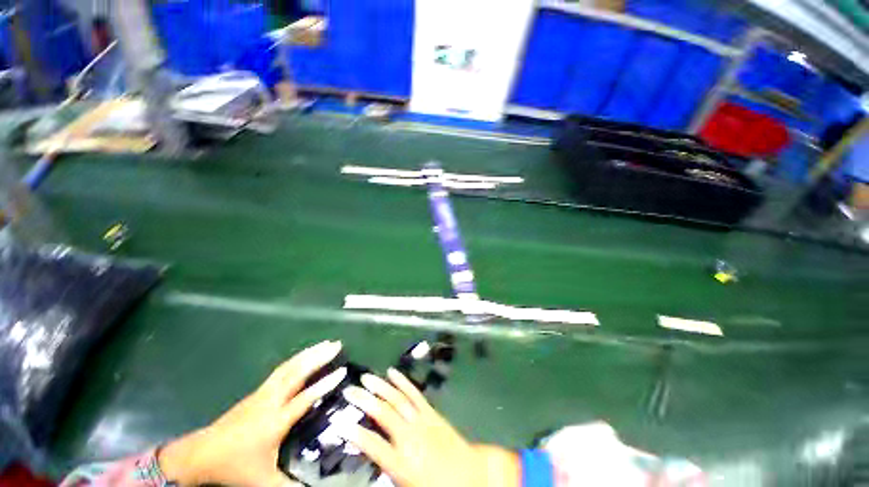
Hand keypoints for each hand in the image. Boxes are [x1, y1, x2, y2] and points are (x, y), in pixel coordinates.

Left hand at [158, 341, 346, 486]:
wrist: (201, 454)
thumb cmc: (235, 467)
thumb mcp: (263, 481)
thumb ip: (289, 485)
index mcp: (276, 421)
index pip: (305, 398)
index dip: (325, 384)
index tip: (343, 370)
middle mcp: (271, 401)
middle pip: (297, 373)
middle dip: (319, 357)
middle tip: (337, 344)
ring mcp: (262, 393)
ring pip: (289, 367)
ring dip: (308, 353)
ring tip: (325, 343)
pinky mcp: (257, 392)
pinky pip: (281, 369)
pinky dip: (296, 359)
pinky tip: (303, 356)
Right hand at [340, 368, 520, 486]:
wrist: (470, 473)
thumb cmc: (436, 485)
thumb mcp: (407, 484)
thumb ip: (388, 469)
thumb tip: (371, 453)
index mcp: (402, 462)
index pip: (373, 445)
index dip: (355, 434)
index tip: (340, 422)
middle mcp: (410, 436)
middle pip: (384, 414)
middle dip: (364, 401)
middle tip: (349, 391)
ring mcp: (422, 420)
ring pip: (398, 399)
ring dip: (381, 386)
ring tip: (366, 378)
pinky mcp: (431, 411)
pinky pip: (414, 393)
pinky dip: (402, 382)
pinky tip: (392, 372)